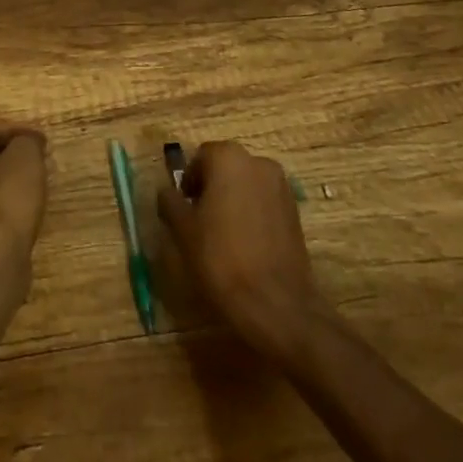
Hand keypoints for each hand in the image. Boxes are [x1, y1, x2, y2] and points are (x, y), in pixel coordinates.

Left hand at [0, 126, 47, 264]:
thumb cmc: (8, 196)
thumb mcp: (25, 156)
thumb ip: (27, 140)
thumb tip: (28, 141)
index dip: (20, 134)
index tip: (43, 143)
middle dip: (14, 157)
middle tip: (40, 161)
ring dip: (12, 180)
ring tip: (37, 184)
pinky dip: (7, 202)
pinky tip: (26, 208)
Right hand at [157, 140, 326, 359]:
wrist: (276, 304)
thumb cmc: (221, 258)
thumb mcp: (183, 229)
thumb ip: (170, 201)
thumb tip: (167, 191)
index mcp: (228, 158)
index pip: (200, 157)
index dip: (189, 182)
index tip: (184, 209)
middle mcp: (258, 162)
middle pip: (225, 168)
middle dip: (211, 188)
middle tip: (200, 222)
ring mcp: (281, 186)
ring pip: (246, 185)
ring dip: (233, 200)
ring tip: (223, 235)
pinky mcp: (295, 212)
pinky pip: (264, 203)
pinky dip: (252, 214)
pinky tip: (245, 244)